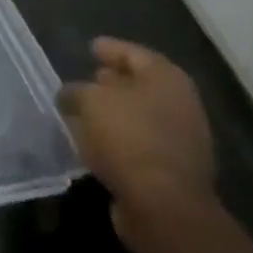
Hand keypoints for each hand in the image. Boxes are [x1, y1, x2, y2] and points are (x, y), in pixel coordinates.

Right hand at [58, 38, 214, 252]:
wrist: (163, 205)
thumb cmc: (128, 137)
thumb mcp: (90, 101)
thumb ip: (76, 91)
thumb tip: (71, 95)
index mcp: (166, 78)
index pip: (134, 53)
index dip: (110, 48)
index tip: (90, 47)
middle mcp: (180, 104)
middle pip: (140, 84)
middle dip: (113, 81)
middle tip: (86, 77)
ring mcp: (181, 139)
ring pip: (139, 116)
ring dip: (113, 113)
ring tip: (83, 112)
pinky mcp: (171, 170)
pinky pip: (138, 144)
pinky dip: (118, 139)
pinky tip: (94, 142)